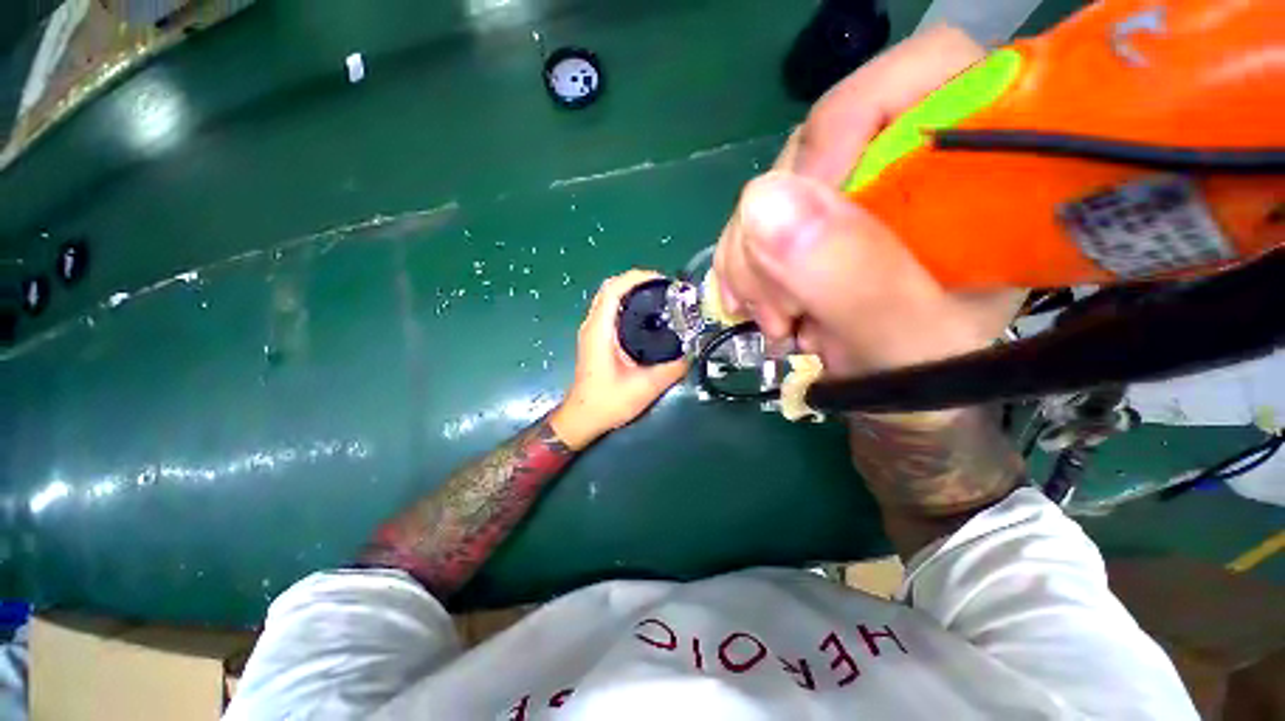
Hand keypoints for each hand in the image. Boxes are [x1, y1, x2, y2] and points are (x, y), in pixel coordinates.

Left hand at [550, 270, 689, 449]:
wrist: (583, 418)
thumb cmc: (608, 402)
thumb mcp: (645, 387)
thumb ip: (672, 369)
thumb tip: (692, 352)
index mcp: (600, 331)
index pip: (614, 289)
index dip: (638, 278)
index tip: (663, 281)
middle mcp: (592, 325)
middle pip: (611, 288)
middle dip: (638, 281)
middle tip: (665, 289)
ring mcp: (591, 331)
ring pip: (609, 298)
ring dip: (632, 291)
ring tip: (659, 298)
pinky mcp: (595, 338)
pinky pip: (610, 310)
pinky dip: (627, 304)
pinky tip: (647, 316)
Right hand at [713, 25, 1023, 381]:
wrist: (891, 398)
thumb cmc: (924, 377)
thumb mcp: (905, 341)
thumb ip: (852, 277)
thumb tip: (764, 203)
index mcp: (976, 174)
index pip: (917, 76)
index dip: (842, 129)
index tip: (798, 221)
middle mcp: (906, 166)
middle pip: (817, 140)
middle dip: (777, 228)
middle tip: (781, 306)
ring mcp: (848, 192)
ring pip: (772, 188)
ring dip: (751, 258)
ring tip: (775, 320)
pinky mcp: (809, 220)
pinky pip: (751, 221)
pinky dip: (740, 266)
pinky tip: (756, 306)